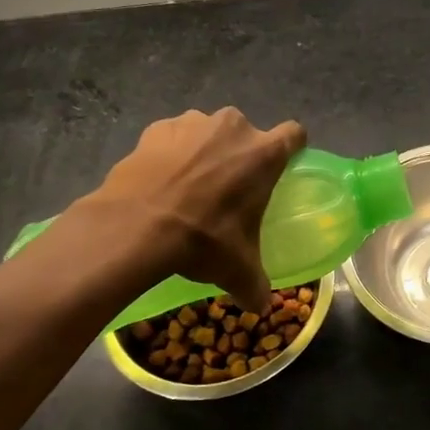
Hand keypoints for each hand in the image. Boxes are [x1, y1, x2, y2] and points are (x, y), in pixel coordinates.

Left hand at [86, 108, 306, 309]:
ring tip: (187, 186)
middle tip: (227, 189)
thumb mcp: (236, 269)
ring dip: (203, 151)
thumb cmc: (202, 239)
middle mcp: (233, 127)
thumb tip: (261, 306)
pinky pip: (172, 137)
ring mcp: (193, 122)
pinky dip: (169, 153)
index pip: (294, 135)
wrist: (135, 226)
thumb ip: (255, 285)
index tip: (281, 167)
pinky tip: (158, 181)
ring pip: (208, 133)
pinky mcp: (157, 128)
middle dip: (239, 155)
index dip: (291, 148)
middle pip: (246, 135)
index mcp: (264, 153)